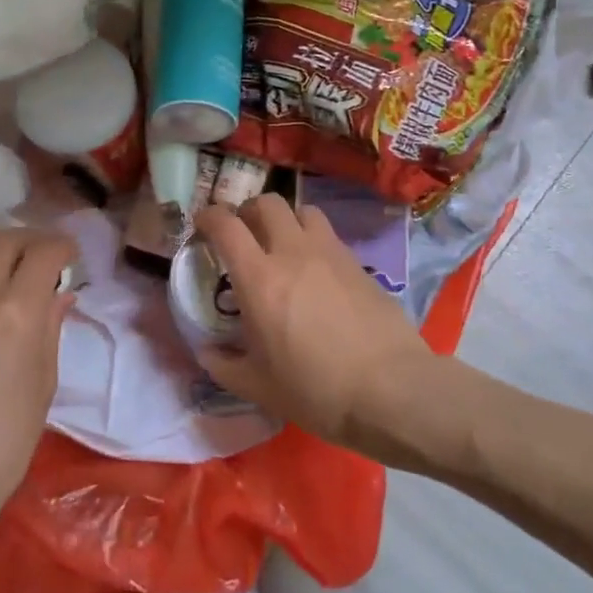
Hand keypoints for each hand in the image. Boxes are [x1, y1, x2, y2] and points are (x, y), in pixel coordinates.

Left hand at [0, 227, 75, 555]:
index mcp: (16, 314)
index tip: (70, 258)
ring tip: (6, 263)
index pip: (44, 251)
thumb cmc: (2, 443)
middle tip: (42, 259)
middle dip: (31, 240)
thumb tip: (59, 292)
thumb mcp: (43, 383)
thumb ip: (50, 327)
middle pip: (5, 238)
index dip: (63, 248)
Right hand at [194, 194, 433, 450]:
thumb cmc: (315, 389)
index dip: (209, 216)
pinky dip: (313, 241)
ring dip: (286, 219)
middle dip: (248, 210)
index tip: (202, 224)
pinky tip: (316, 271)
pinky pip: (329, 236)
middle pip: (267, 202)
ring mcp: (330, 253)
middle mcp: (293, 252)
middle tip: (243, 233)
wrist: (390, 389)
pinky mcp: (358, 263)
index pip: (226, 225)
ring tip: (282, 244)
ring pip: (303, 211)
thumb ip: (223, 364)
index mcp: (260, 278)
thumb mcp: (258, 387)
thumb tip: (206, 350)